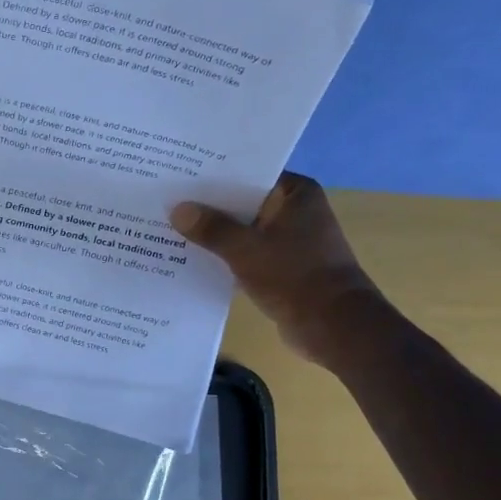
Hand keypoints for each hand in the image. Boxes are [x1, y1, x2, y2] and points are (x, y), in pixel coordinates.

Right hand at [172, 172, 381, 368]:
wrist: (333, 326)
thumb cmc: (294, 276)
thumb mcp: (245, 249)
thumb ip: (211, 228)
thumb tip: (177, 209)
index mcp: (296, 194)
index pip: (249, 173)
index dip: (215, 174)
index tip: (180, 174)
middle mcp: (295, 211)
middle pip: (243, 202)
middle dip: (209, 206)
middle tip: (167, 200)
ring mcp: (290, 240)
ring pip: (243, 230)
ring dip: (215, 233)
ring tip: (171, 227)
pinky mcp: (282, 267)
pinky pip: (246, 253)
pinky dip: (225, 255)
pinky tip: (191, 257)